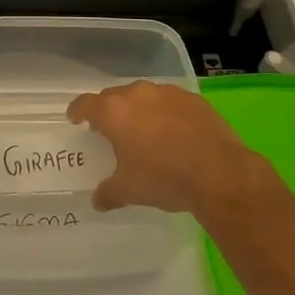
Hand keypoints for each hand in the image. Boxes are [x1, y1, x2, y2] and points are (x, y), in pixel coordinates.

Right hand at [68, 81, 272, 216]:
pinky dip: (166, 112)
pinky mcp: (193, 98)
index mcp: (113, 112)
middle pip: (114, 96)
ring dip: (139, 109)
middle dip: (109, 110)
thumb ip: (108, 193)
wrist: (218, 173)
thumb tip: (96, 202)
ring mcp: (167, 93)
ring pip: (144, 96)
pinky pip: (170, 102)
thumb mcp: (129, 190)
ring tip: (145, 130)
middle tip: (111, 129)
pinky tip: (174, 131)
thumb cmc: (164, 178)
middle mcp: (137, 94)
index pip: (85, 104)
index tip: (75, 118)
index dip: (77, 111)